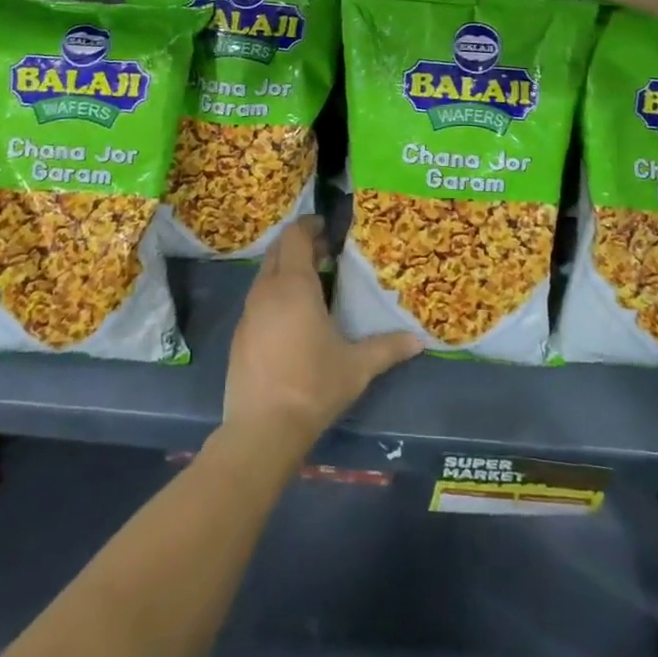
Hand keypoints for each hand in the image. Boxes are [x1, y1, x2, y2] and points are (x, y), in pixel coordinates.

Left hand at [223, 217, 420, 455]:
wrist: (262, 430)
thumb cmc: (313, 386)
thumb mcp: (357, 366)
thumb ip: (387, 348)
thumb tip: (418, 340)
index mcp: (293, 284)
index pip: (295, 235)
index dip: (310, 226)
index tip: (329, 229)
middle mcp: (266, 289)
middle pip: (278, 250)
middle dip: (300, 245)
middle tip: (326, 254)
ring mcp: (248, 312)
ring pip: (266, 274)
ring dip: (286, 270)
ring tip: (314, 285)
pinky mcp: (239, 334)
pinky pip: (258, 299)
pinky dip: (275, 294)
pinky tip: (292, 319)